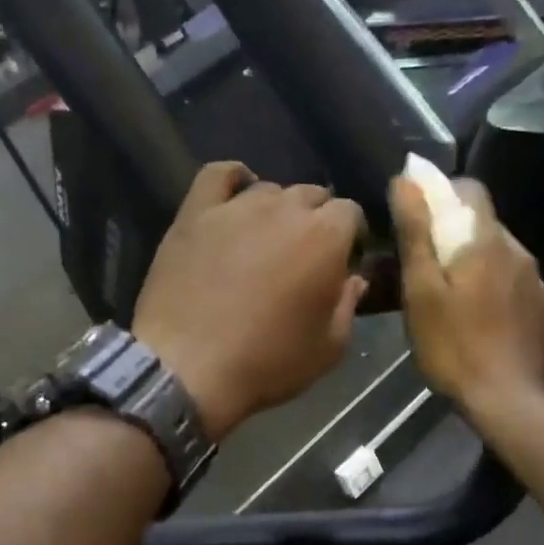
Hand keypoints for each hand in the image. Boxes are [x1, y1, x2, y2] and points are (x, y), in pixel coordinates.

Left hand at [134, 162, 367, 440]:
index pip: (350, 213)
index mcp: (325, 237)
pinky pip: (218, 176)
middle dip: (317, 221)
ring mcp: (236, 207)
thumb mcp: (328, 348)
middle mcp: (285, 209)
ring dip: (278, 209)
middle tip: (305, 258)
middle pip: (312, 195)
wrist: (189, 369)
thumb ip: (348, 305)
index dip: (350, 237)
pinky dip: (233, 179)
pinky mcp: (195, 213)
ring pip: (269, 190)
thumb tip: (353, 279)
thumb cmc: (268, 362)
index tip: (343, 263)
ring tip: (268, 241)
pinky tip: (236, 196)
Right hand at [391, 175, 543, 416]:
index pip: (471, 189)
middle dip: (455, 238)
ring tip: (453, 306)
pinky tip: (481, 327)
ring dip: (477, 269)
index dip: (442, 194)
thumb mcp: (421, 292)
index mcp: (487, 243)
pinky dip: (496, 295)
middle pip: (485, 227)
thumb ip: (416, 234)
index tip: (419, 221)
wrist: (509, 403)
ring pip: (502, 260)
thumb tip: (407, 180)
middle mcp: (520, 254)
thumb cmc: (454, 348)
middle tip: (427, 273)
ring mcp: (538, 286)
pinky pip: (516, 289)